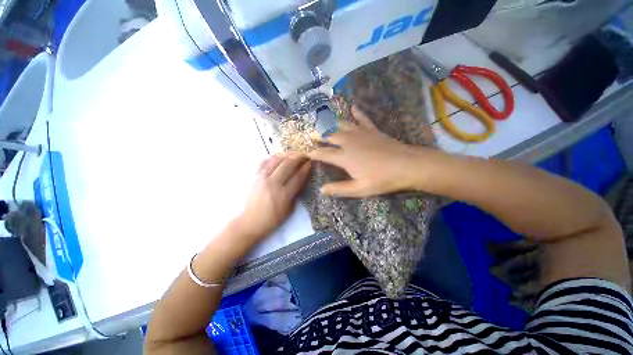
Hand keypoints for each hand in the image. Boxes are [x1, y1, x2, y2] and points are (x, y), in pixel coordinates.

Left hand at [235, 153, 310, 238]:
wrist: (249, 222)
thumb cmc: (272, 219)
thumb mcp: (289, 210)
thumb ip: (296, 194)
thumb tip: (301, 179)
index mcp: (284, 195)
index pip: (298, 176)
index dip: (306, 168)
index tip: (310, 162)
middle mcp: (273, 183)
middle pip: (288, 164)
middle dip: (299, 157)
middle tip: (305, 155)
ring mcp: (262, 178)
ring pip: (277, 159)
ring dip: (287, 155)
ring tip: (294, 154)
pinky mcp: (254, 176)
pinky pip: (264, 161)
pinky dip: (273, 157)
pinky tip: (279, 157)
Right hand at [309, 106, 431, 197]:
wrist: (407, 165)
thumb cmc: (382, 179)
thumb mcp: (359, 189)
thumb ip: (339, 189)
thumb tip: (322, 190)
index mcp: (344, 157)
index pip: (324, 154)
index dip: (313, 153)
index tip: (305, 152)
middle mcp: (349, 142)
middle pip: (330, 137)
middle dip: (319, 136)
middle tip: (311, 135)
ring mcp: (361, 134)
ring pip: (342, 125)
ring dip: (331, 124)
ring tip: (323, 122)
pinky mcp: (372, 131)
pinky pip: (363, 119)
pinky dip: (357, 112)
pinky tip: (353, 106)